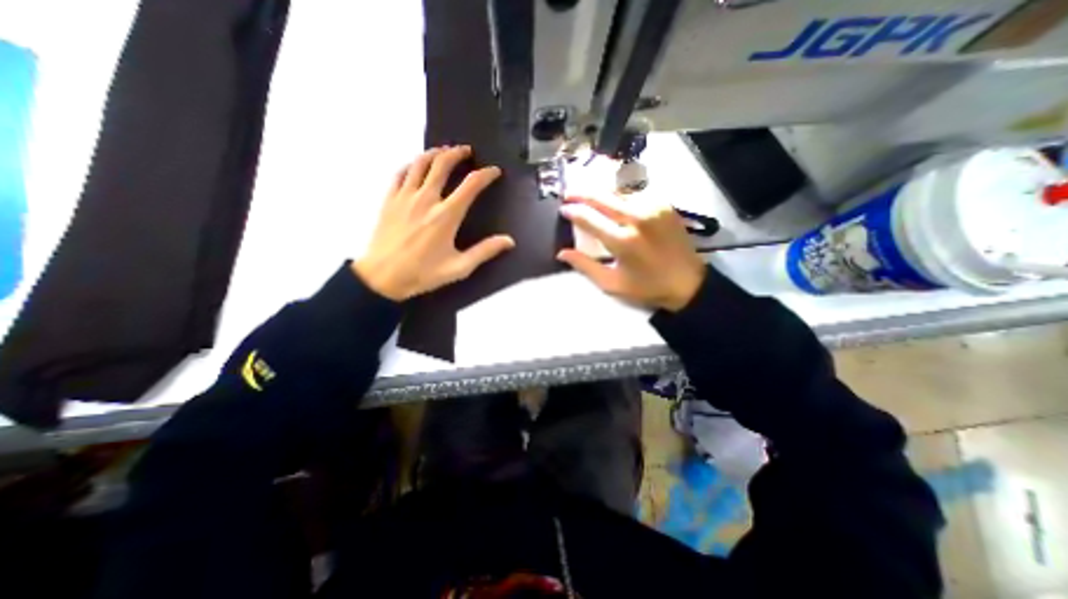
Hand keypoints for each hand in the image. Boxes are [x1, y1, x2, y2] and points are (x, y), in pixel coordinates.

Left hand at [354, 145, 515, 299]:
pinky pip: (400, 173)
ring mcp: (405, 197)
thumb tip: (509, 241)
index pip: (471, 185)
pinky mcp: (389, 200)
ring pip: (420, 163)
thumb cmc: (423, 273)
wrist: (382, 277)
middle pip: (443, 164)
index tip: (494, 171)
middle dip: (457, 153)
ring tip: (443, 150)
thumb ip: (485, 251)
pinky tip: (416, 166)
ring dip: (434, 153)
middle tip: (467, 151)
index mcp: (446, 215)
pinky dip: (410, 165)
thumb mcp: (459, 267)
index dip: (486, 175)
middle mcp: (426, 199)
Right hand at [554, 191, 707, 314]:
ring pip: (618, 192)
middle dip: (581, 193)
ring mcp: (653, 208)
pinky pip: (635, 195)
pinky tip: (614, 202)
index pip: (589, 218)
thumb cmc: (646, 287)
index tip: (562, 210)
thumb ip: (585, 266)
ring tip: (588, 196)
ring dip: (601, 193)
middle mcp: (636, 218)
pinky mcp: (664, 205)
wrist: (688, 283)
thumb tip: (561, 253)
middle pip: (602, 197)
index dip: (572, 212)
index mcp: (622, 240)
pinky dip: (620, 197)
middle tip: (568, 194)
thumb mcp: (611, 283)